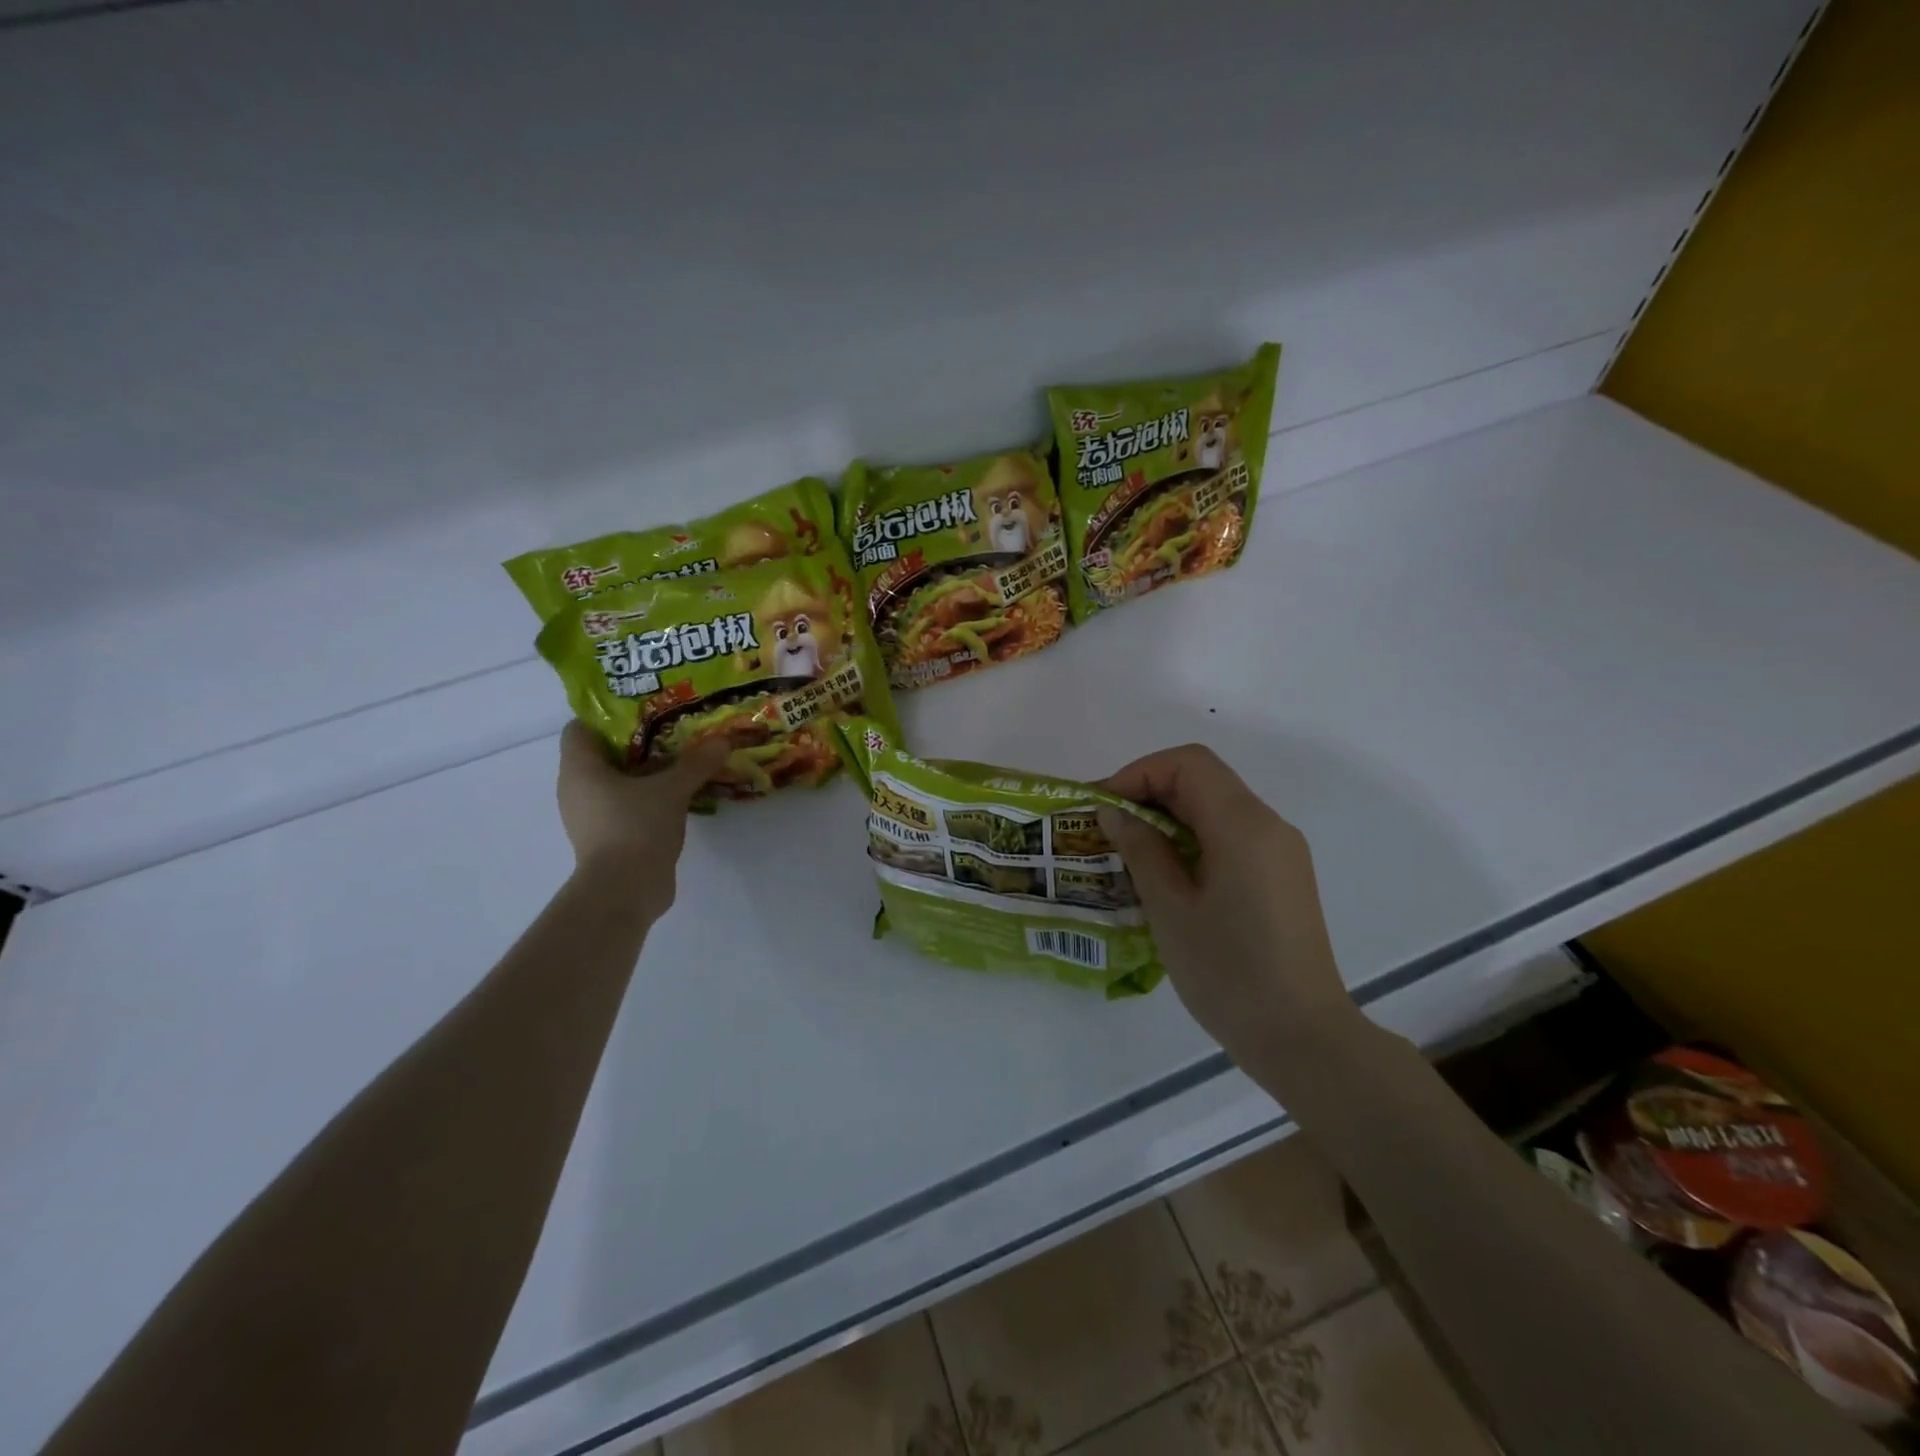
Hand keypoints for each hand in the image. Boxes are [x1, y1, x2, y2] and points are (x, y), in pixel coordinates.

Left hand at [556, 723, 730, 911]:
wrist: (624, 891)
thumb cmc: (636, 827)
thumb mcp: (672, 789)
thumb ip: (696, 763)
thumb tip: (722, 739)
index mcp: (579, 769)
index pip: (581, 728)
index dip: (608, 716)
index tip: (645, 711)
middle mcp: (577, 789)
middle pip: (604, 754)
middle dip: (638, 742)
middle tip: (673, 731)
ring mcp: (590, 816)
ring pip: (617, 782)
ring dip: (646, 772)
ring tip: (682, 761)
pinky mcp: (607, 837)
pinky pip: (626, 805)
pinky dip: (647, 797)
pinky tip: (678, 795)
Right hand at [1097, 746, 1355, 1063]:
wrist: (1302, 1038)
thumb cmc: (1228, 973)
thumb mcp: (1170, 909)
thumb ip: (1141, 850)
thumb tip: (1115, 812)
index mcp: (1243, 825)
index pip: (1188, 764)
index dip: (1139, 772)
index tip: (1103, 807)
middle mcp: (1269, 826)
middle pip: (1203, 780)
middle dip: (1149, 794)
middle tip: (1108, 829)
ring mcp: (1281, 852)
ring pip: (1216, 808)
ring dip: (1169, 818)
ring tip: (1129, 853)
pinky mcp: (1282, 877)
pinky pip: (1231, 837)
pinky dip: (1192, 840)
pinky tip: (1167, 877)